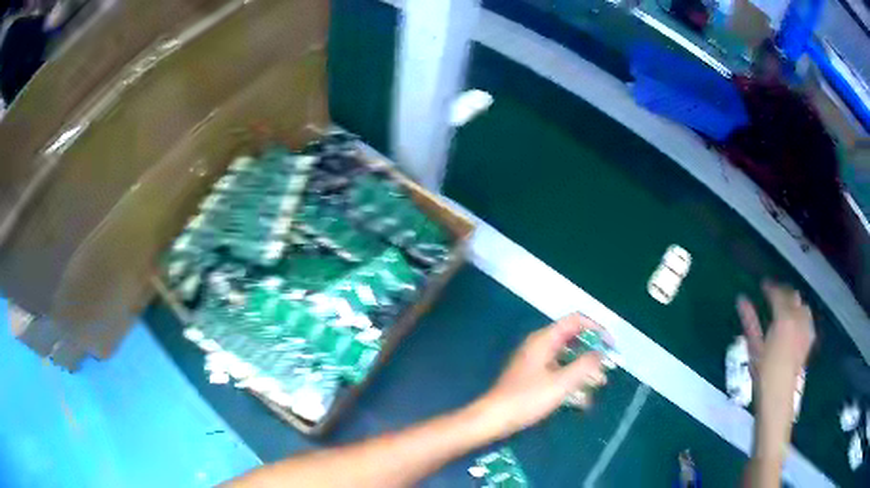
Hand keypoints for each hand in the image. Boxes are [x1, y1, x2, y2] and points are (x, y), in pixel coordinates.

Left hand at [472, 314, 610, 439]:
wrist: (495, 418)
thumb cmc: (528, 399)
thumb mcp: (562, 383)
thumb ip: (585, 365)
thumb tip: (601, 353)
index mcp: (545, 339)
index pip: (576, 321)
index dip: (597, 329)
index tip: (611, 345)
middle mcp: (540, 346)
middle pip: (574, 340)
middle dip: (593, 354)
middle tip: (607, 368)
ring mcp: (536, 362)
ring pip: (568, 359)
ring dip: (584, 370)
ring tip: (599, 385)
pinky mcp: (533, 378)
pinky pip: (559, 372)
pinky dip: (572, 381)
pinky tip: (582, 400)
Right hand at [736, 282, 814, 407]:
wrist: (778, 397)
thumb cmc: (762, 373)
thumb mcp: (754, 348)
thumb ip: (750, 321)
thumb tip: (741, 298)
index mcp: (783, 319)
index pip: (778, 294)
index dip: (770, 287)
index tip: (763, 284)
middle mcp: (798, 319)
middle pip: (793, 297)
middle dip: (784, 293)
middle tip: (774, 295)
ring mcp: (806, 328)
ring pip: (803, 306)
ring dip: (795, 304)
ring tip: (786, 308)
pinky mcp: (809, 339)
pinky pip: (808, 320)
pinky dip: (803, 316)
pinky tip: (797, 322)